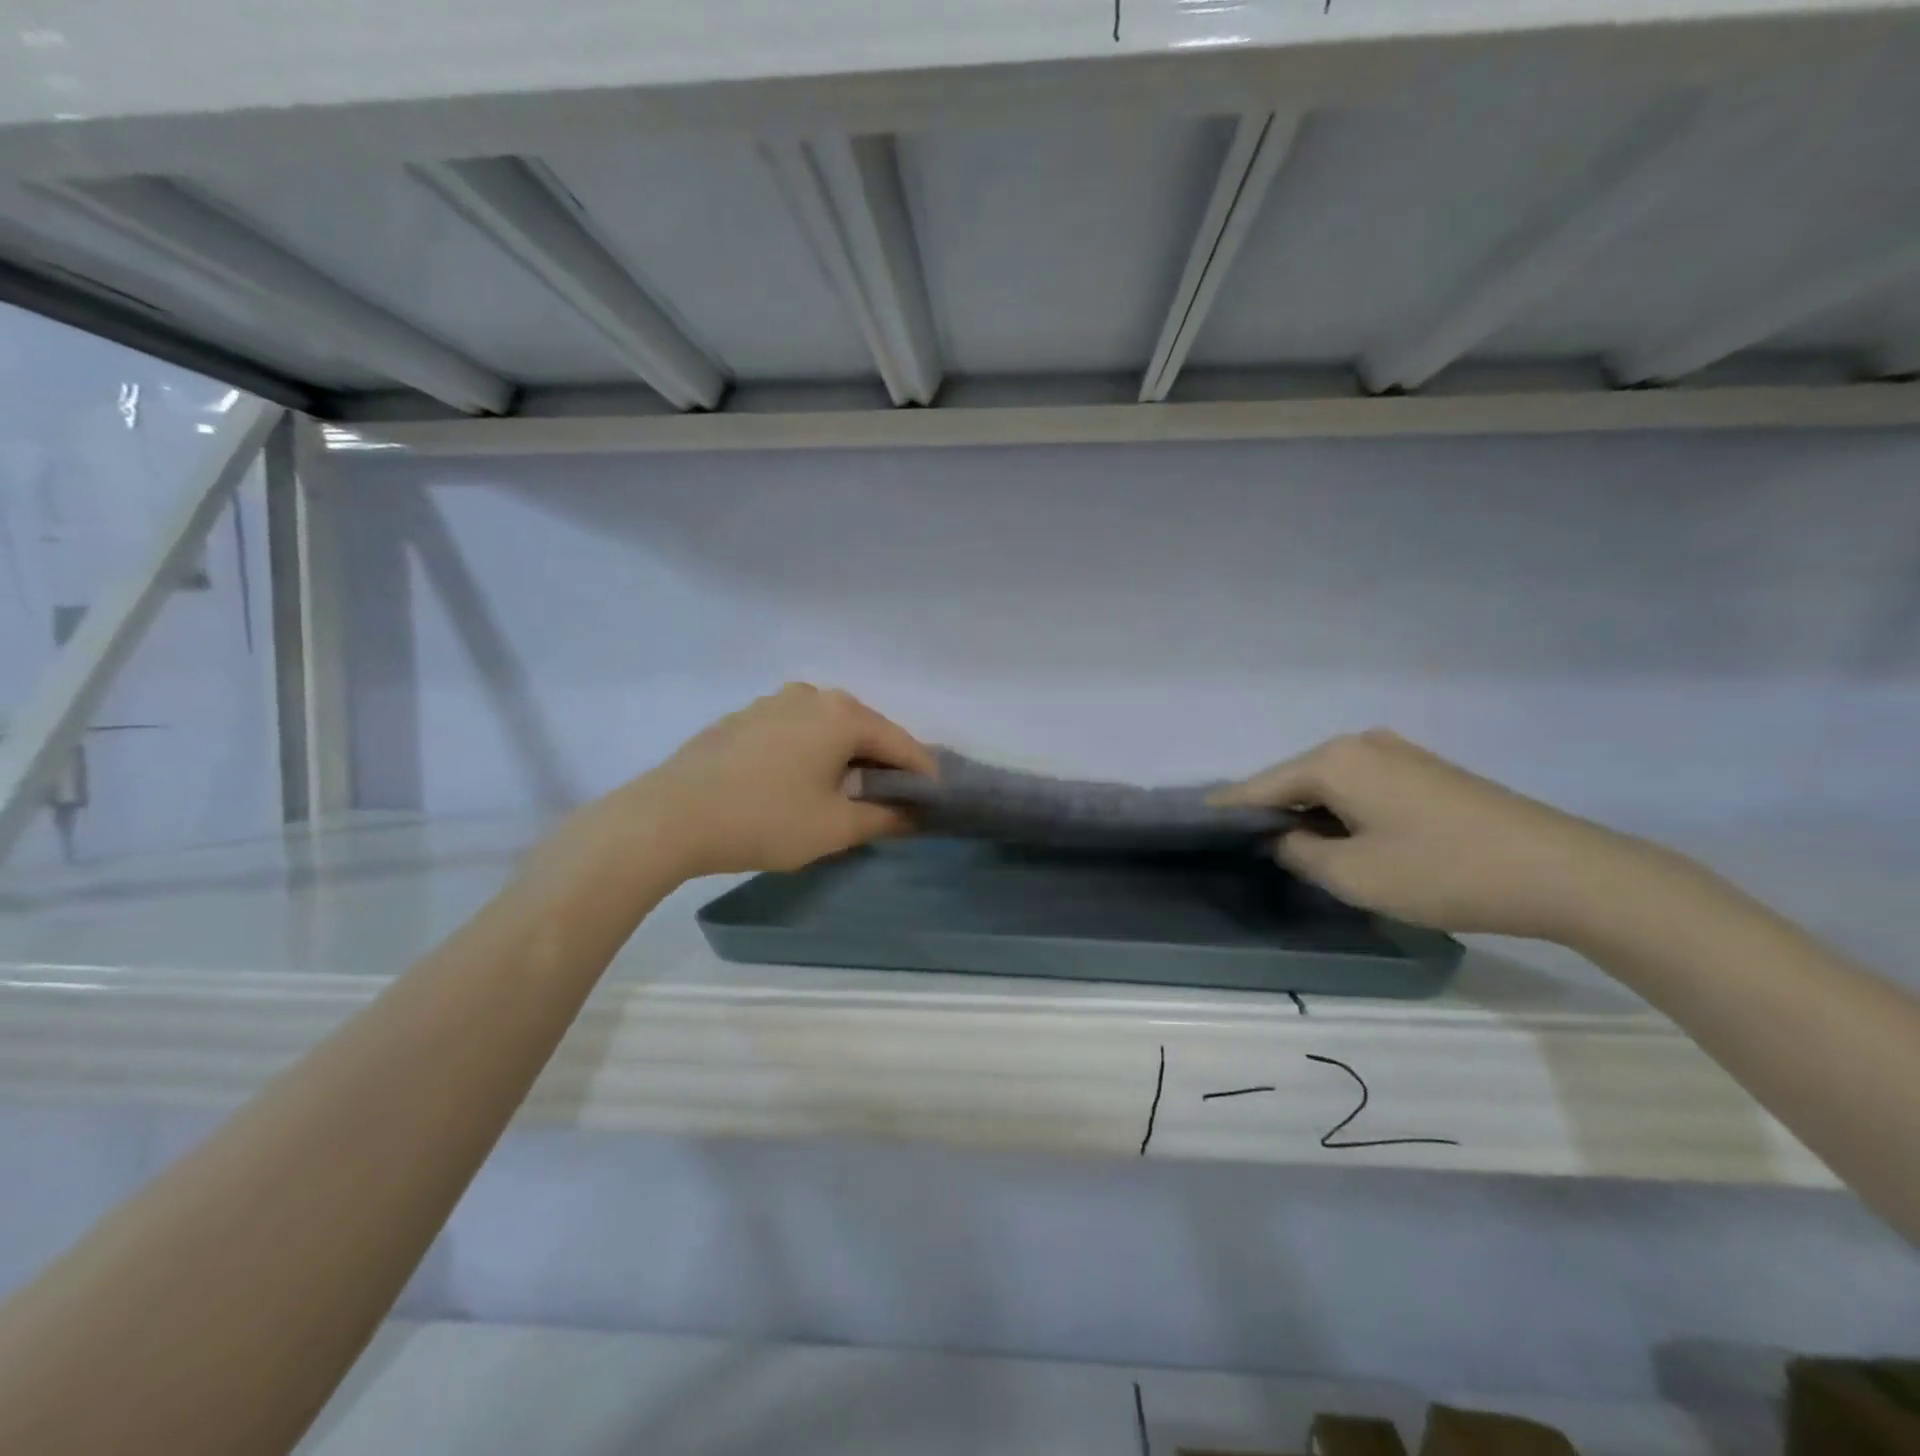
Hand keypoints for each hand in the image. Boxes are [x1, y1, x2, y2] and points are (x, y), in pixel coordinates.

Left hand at [632, 684, 936, 877]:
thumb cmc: (764, 820)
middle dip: (884, 763)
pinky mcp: (745, 717)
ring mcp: (773, 702)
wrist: (670, 816)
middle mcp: (812, 695)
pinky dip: (812, 751)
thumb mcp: (834, 828)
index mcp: (843, 715)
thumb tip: (916, 815)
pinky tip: (800, 780)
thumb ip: (885, 818)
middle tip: (893, 800)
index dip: (923, 775)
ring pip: (829, 727)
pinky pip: (796, 730)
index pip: (902, 744)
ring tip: (846, 791)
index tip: (934, 802)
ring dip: (847, 755)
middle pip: (866, 729)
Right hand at [1214, 729, 1649, 939]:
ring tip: (1290, 847)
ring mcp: (1398, 753)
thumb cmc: (1443, 872)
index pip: (1260, 786)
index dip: (1228, 810)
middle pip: (1294, 779)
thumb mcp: (1354, 875)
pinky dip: (1342, 810)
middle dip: (1270, 812)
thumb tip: (1279, 838)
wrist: (1564, 871)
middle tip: (1245, 848)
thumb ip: (1299, 853)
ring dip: (1309, 813)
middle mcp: (1360, 744)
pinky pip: (1362, 786)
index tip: (1197, 826)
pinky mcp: (1427, 771)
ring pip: (1330, 783)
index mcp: (1334, 760)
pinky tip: (1343, 836)